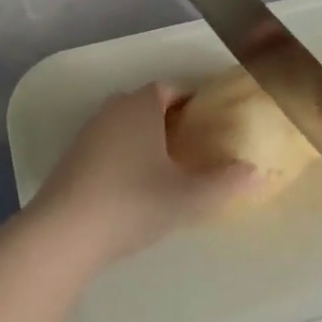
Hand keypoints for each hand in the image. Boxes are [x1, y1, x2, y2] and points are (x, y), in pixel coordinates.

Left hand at [32, 83, 256, 264]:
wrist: (63, 233)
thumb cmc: (132, 203)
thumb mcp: (187, 197)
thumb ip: (225, 184)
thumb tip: (258, 172)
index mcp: (141, 106)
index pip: (170, 88)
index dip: (191, 101)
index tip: (209, 121)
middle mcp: (112, 110)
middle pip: (146, 104)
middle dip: (169, 119)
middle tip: (193, 145)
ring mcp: (87, 133)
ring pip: (123, 124)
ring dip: (143, 137)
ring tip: (165, 167)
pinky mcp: (70, 158)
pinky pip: (105, 144)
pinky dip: (122, 155)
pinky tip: (132, 186)